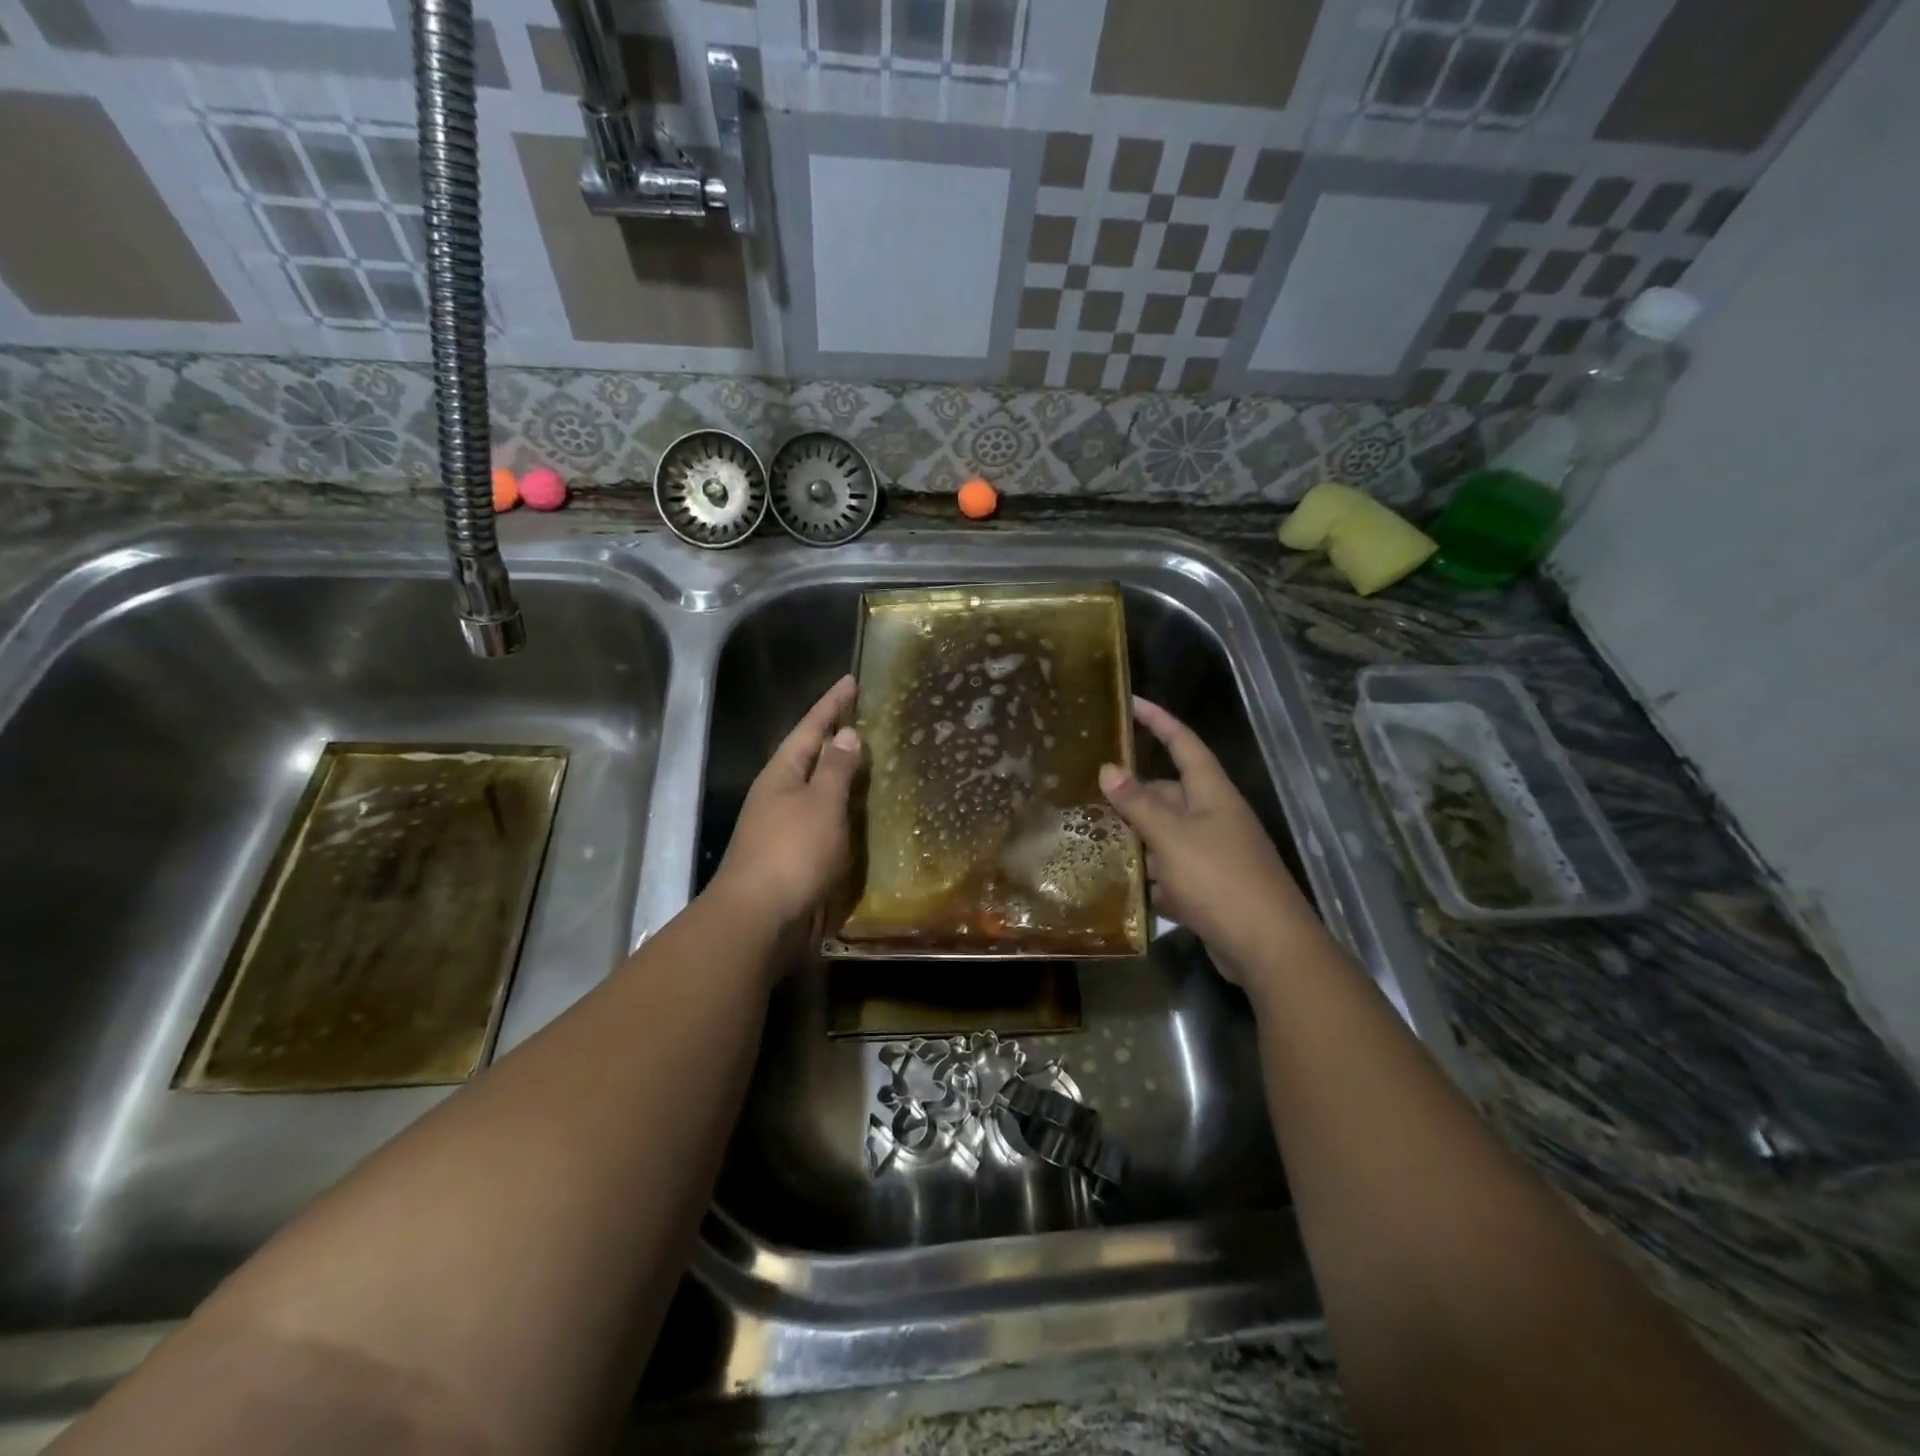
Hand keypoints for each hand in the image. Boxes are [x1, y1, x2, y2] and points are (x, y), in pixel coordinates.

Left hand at [709, 675, 862, 932]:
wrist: (760, 920)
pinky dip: (848, 812)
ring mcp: (788, 827)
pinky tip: (867, 814)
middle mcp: (782, 795)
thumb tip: (847, 734)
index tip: (852, 680)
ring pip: (822, 791)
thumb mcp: (820, 804)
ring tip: (877, 760)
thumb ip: (836, 769)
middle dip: (839, 738)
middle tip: (871, 719)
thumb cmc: (792, 853)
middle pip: (813, 757)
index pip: (810, 727)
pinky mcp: (800, 856)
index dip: (832, 704)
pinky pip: (829, 822)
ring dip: (846, 776)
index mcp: (782, 774)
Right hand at [1099, 697, 1318, 981]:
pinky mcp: (1208, 887)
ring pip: (1165, 833)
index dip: (1158, 721)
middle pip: (1168, 792)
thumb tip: (1108, 768)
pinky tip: (1118, 880)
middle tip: (1087, 791)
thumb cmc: (1219, 880)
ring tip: (1091, 834)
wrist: (1268, 948)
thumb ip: (1138, 803)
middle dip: (1132, 794)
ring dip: (1135, 836)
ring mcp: (1213, 853)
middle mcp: (1214, 817)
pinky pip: (1170, 869)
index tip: (1131, 703)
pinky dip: (1148, 873)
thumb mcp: (1172, 837)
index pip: (1184, 743)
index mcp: (1212, 793)